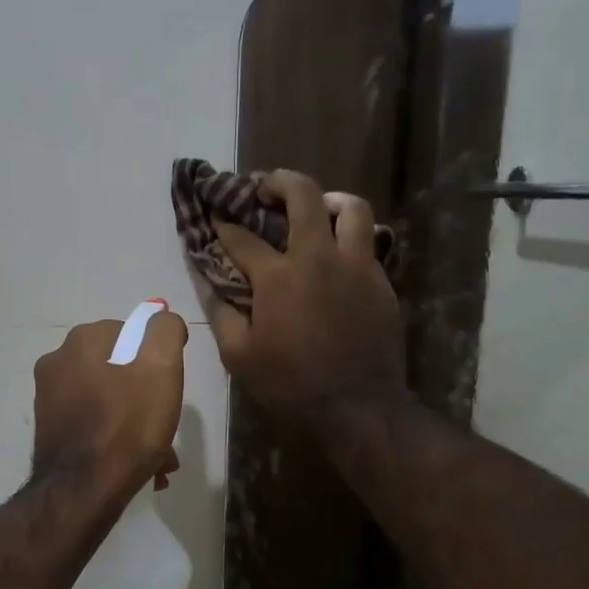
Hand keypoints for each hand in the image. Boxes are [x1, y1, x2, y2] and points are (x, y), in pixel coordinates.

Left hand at [31, 312, 187, 499]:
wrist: (83, 491)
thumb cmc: (128, 426)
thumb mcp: (161, 368)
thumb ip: (165, 331)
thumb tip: (161, 317)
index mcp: (82, 341)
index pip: (132, 333)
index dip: (156, 359)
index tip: (169, 388)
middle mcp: (57, 362)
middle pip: (118, 369)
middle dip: (145, 395)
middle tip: (165, 424)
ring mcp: (48, 398)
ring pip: (107, 400)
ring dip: (133, 421)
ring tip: (157, 455)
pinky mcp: (48, 430)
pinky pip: (91, 424)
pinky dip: (114, 437)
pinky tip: (135, 465)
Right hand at [197, 170, 406, 436]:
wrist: (357, 406)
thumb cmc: (290, 384)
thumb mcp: (239, 355)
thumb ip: (221, 313)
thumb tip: (207, 282)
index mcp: (278, 276)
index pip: (243, 238)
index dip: (224, 225)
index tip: (215, 217)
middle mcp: (318, 258)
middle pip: (303, 196)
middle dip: (280, 182)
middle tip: (266, 187)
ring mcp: (356, 266)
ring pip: (351, 207)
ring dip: (329, 199)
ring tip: (316, 208)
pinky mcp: (381, 281)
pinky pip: (369, 242)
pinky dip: (350, 237)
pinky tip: (339, 253)